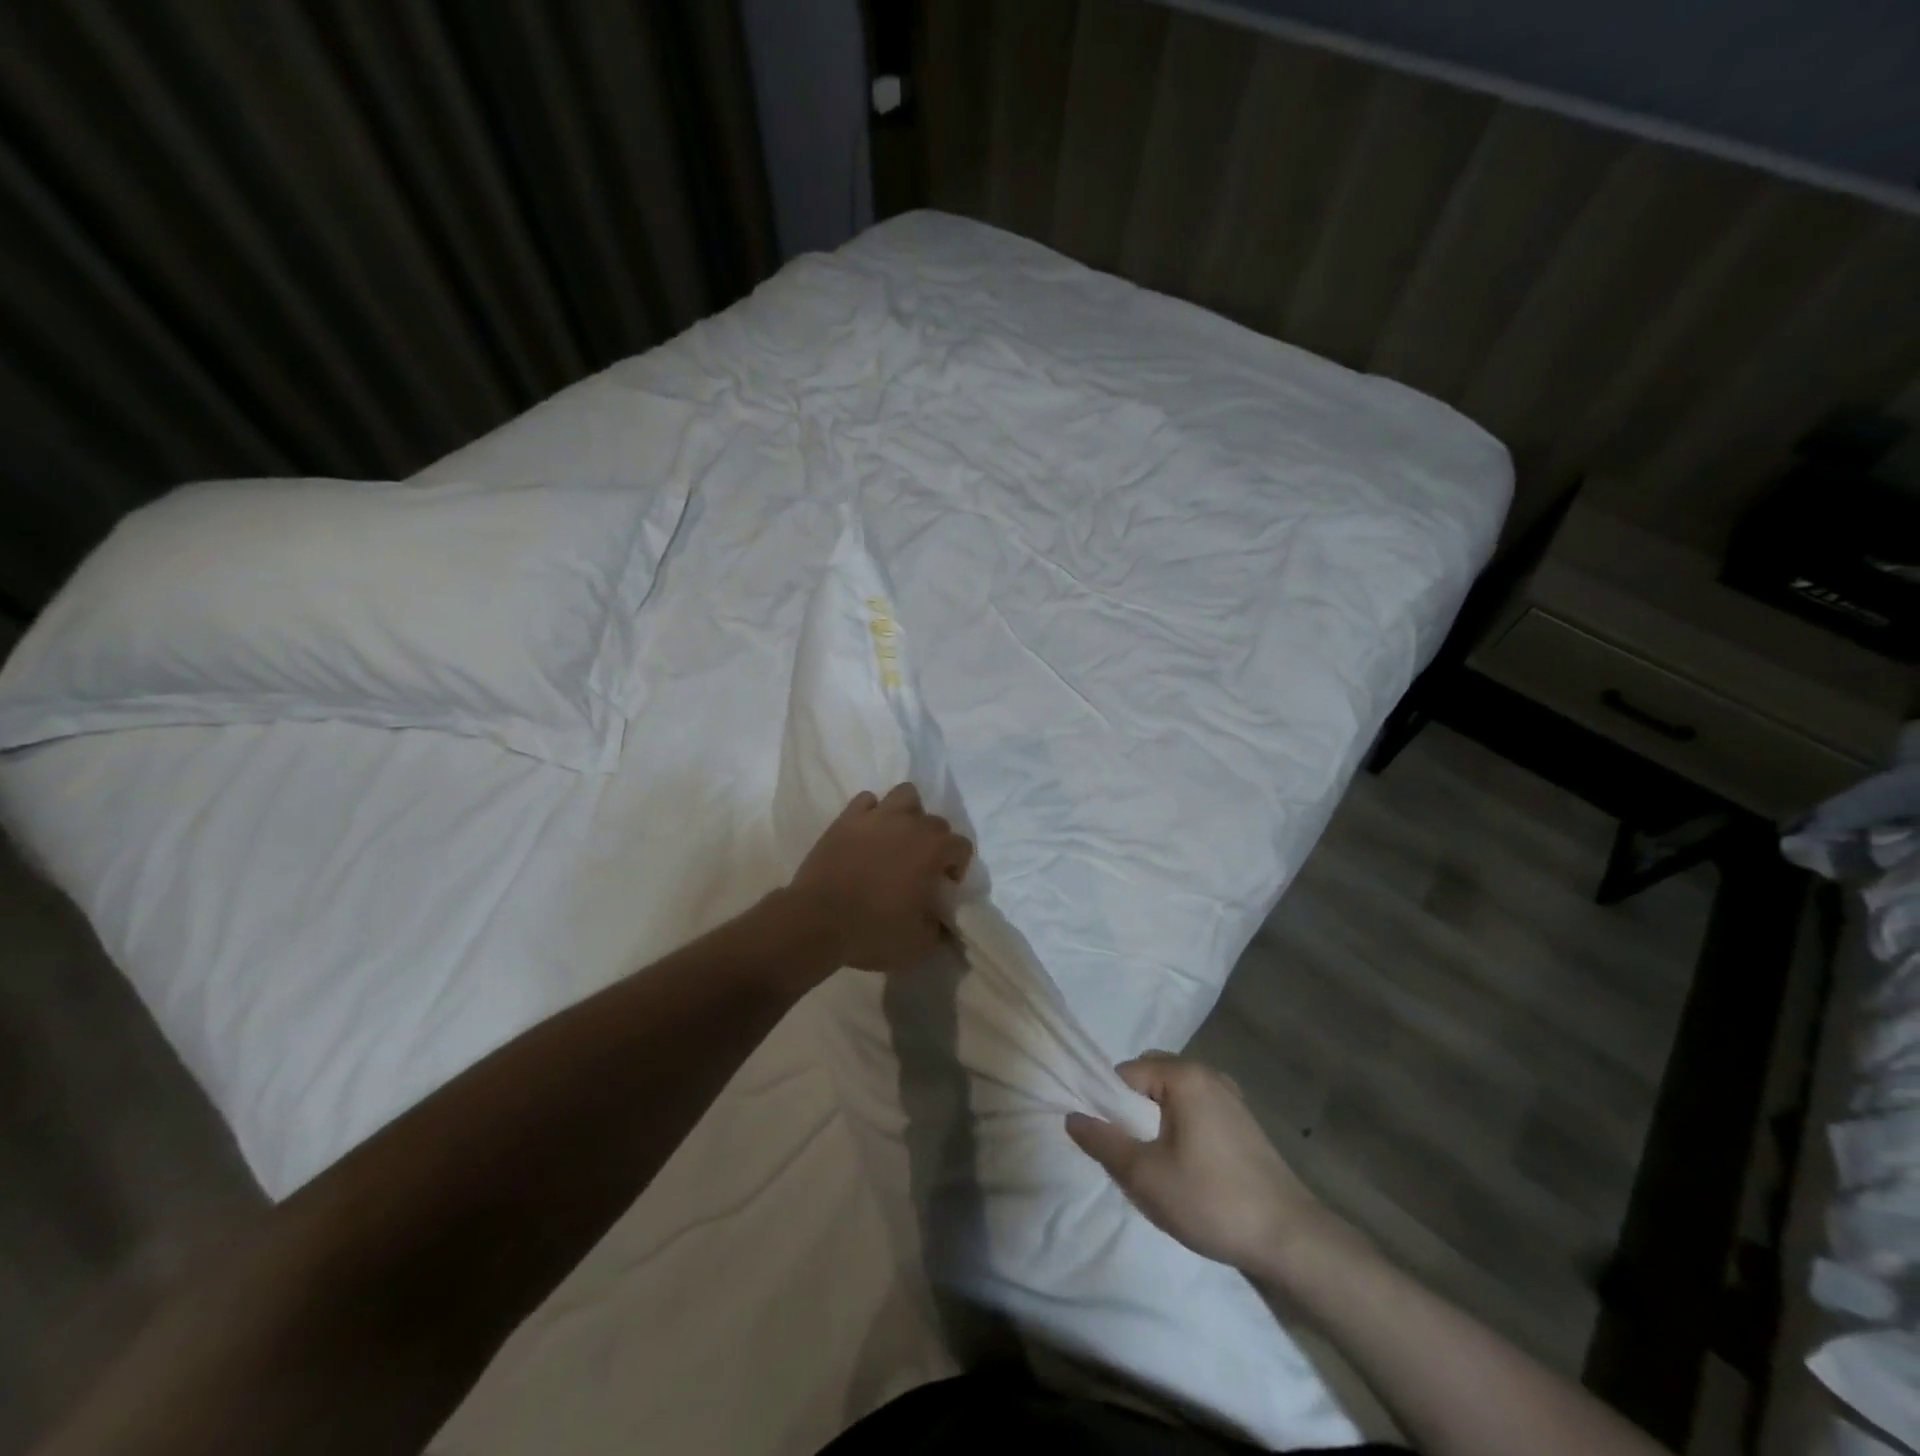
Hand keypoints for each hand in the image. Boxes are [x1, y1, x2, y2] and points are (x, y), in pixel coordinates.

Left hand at [783, 783, 973, 973]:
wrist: (816, 921)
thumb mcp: (919, 944)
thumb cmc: (873, 931)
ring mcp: (876, 817)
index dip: (957, 867)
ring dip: (908, 814)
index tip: (942, 888)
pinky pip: (867, 801)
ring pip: (905, 795)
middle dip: (935, 843)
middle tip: (920, 869)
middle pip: (936, 822)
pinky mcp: (846, 819)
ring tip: (898, 839)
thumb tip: (943, 924)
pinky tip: (868, 834)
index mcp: (933, 849)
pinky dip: (872, 813)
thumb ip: (939, 929)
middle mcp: (910, 824)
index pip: (962, 846)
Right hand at [1065, 1052, 1356, 1279]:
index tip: (1104, 1141)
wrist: (1291, 1240)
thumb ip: (1104, 1142)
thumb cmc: (1212, 1200)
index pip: (1125, 1074)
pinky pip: (1195, 1110)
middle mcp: (1208, 1074)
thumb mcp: (1146, 1176)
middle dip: (1131, 1111)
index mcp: (1184, 1076)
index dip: (1107, 1104)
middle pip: (1150, 1079)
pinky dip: (1179, 1128)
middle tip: (1127, 1153)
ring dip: (1155, 1122)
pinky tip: (1183, 1168)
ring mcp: (1230, 1097)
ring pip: (1173, 1096)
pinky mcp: (1243, 1123)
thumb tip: (1071, 1117)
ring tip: (1152, 1164)